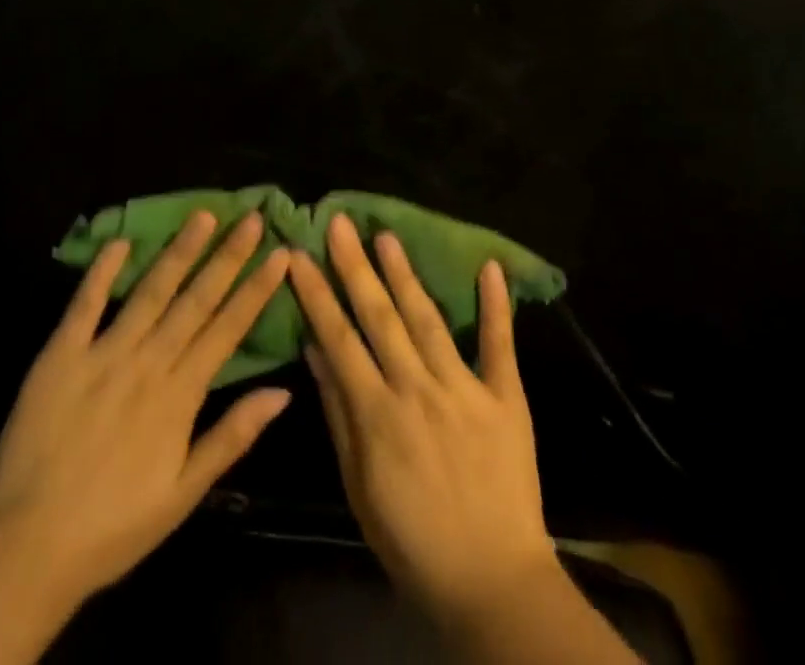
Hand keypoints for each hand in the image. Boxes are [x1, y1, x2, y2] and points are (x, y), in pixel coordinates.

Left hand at [0, 210, 293, 607]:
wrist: (26, 548)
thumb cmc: (113, 527)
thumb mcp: (184, 494)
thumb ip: (232, 436)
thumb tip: (282, 392)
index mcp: (180, 395)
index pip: (228, 328)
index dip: (256, 289)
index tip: (280, 253)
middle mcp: (147, 362)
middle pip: (195, 299)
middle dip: (227, 256)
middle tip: (251, 217)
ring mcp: (103, 353)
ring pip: (150, 291)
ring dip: (179, 251)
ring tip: (203, 215)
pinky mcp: (61, 355)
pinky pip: (85, 304)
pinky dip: (102, 271)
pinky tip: (122, 242)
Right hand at [289, 214, 556, 616]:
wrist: (492, 582)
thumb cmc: (412, 541)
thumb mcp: (358, 487)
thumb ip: (338, 414)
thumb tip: (315, 351)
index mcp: (378, 413)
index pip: (339, 338)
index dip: (317, 293)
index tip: (298, 255)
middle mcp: (417, 389)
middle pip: (380, 318)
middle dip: (355, 266)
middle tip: (339, 222)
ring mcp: (464, 389)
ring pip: (428, 320)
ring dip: (405, 274)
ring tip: (387, 235)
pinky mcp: (506, 398)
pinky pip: (500, 346)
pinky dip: (496, 306)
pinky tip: (490, 267)